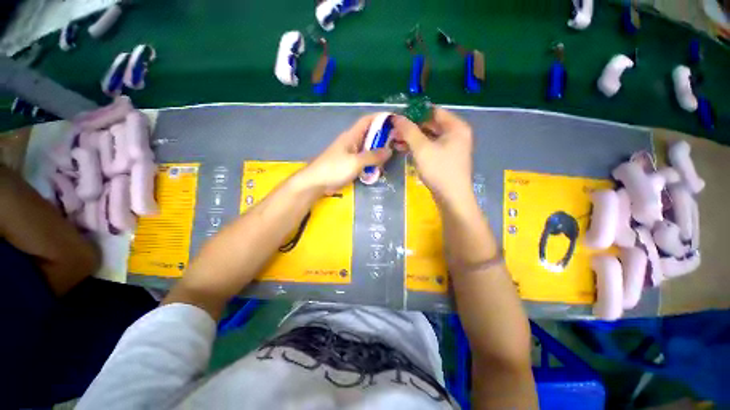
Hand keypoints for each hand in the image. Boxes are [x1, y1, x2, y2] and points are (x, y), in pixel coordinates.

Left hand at [299, 114, 391, 192]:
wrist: (316, 183)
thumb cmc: (334, 169)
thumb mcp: (355, 162)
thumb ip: (373, 156)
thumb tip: (389, 150)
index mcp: (351, 136)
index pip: (367, 120)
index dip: (380, 117)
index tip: (395, 120)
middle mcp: (352, 142)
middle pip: (370, 135)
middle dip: (383, 136)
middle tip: (399, 141)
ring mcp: (350, 154)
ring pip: (368, 148)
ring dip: (379, 151)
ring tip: (393, 154)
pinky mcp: (349, 164)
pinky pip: (364, 160)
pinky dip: (372, 162)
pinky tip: (380, 167)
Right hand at [391, 107, 473, 202]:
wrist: (451, 198)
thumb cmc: (439, 170)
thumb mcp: (421, 148)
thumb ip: (408, 130)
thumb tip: (395, 117)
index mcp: (456, 126)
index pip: (433, 111)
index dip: (414, 113)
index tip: (398, 117)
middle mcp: (456, 134)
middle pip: (431, 124)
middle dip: (411, 127)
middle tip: (394, 131)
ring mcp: (452, 147)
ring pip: (429, 137)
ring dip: (412, 138)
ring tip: (395, 141)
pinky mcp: (446, 158)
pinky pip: (430, 147)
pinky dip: (418, 147)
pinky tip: (404, 149)